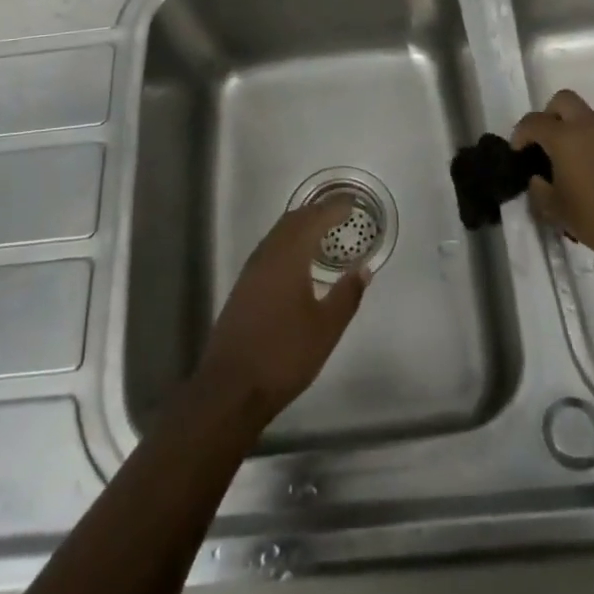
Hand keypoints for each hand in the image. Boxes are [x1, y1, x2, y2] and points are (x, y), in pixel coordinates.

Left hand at [194, 200, 369, 429]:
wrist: (231, 388)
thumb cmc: (284, 355)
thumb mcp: (326, 328)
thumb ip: (346, 295)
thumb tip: (363, 269)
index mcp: (288, 257)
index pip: (313, 220)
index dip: (333, 209)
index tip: (352, 204)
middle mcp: (266, 256)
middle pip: (292, 221)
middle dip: (316, 212)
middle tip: (340, 213)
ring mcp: (250, 271)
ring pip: (278, 234)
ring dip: (300, 226)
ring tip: (323, 231)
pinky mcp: (243, 288)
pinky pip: (269, 249)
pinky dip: (288, 242)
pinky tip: (297, 260)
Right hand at [513, 89, 593, 273]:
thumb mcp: (555, 210)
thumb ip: (539, 189)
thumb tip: (538, 178)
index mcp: (564, 137)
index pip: (533, 122)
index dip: (520, 134)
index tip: (518, 153)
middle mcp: (587, 126)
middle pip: (562, 100)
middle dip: (547, 115)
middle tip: (543, 142)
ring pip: (583, 113)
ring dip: (569, 126)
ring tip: (564, 158)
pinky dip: (586, 138)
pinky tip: (585, 168)